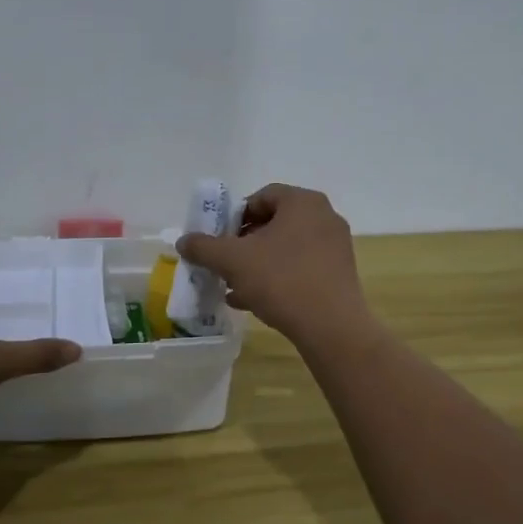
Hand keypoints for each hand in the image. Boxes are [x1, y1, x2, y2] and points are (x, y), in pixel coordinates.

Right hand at [177, 184, 371, 345]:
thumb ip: (204, 247)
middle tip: (224, 263)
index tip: (219, 239)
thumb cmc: (281, 280)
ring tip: (233, 286)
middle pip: (274, 223)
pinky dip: (277, 278)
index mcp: (303, 202)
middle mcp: (324, 217)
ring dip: (257, 264)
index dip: (234, 216)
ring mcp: (335, 247)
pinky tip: (254, 301)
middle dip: (244, 244)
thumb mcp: (233, 261)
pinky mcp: (339, 274)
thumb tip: (183, 241)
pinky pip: (301, 267)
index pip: (261, 196)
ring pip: (285, 249)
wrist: (331, 327)